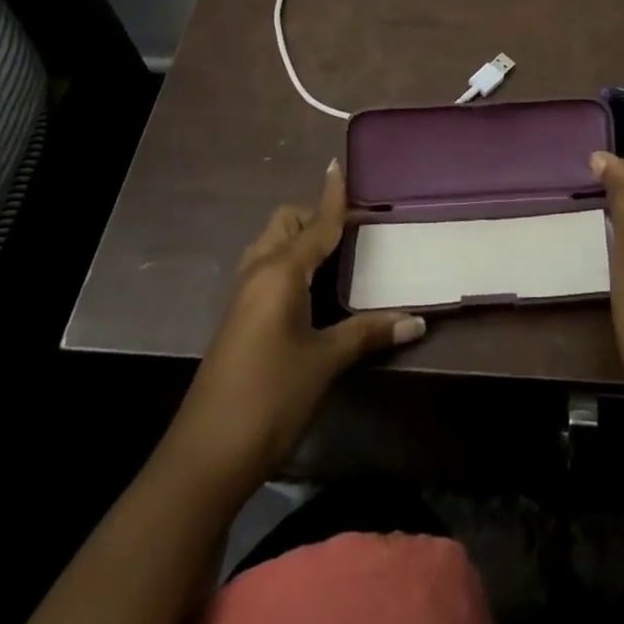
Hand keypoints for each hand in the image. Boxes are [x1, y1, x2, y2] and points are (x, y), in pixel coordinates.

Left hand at [171, 162, 424, 497]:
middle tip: (351, 230)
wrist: (204, 458)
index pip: (315, 223)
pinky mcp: (237, 319)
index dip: (332, 196)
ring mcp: (242, 297)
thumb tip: (418, 321)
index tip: (339, 165)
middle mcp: (258, 273)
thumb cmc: (270, 398)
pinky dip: (287, 262)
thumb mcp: (325, 362)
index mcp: (281, 272)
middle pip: (284, 224)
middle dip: (313, 216)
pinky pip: (264, 269)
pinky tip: (308, 289)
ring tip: (332, 254)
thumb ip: (369, 333)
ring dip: (297, 238)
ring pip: (270, 245)